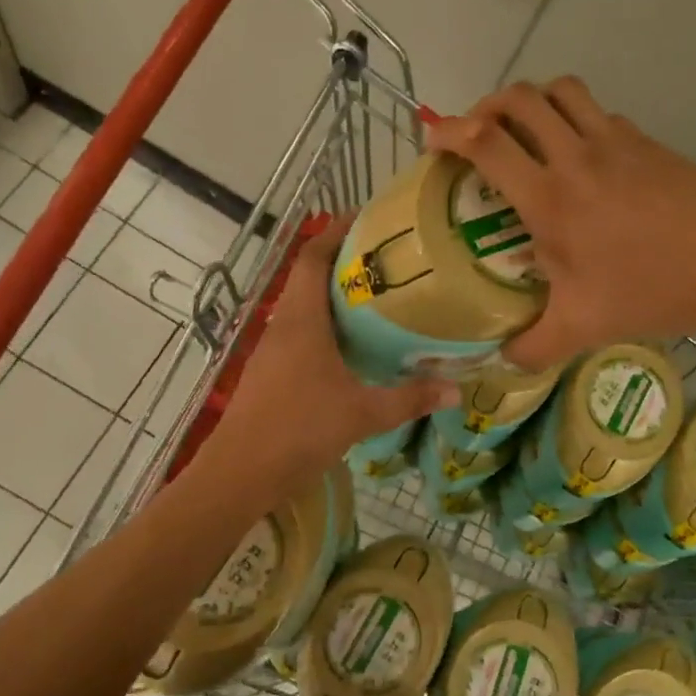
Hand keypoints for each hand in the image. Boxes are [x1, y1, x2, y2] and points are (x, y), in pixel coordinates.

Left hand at [211, 219, 455, 491]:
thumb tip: (456, 389)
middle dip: (345, 264)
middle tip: (390, 262)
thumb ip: (409, 399)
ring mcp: (273, 351)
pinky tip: (355, 348)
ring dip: (336, 298)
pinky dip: (328, 329)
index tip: (369, 221)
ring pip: (306, 308)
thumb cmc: (298, 430)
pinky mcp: (272, 374)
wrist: (240, 474)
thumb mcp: (361, 414)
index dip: (335, 233)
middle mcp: (283, 326)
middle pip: (309, 278)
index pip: (311, 257)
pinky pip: (302, 335)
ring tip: (380, 300)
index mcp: (300, 321)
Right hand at [428, 78, 695, 370]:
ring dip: (531, 101)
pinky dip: (573, 118)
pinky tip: (578, 156)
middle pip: (519, 98)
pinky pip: (597, 112)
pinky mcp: (646, 142)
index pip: (486, 143)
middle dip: (486, 106)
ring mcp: (615, 142)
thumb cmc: (650, 291)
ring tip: (522, 131)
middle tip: (476, 134)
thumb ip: (530, 347)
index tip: (433, 139)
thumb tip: (501, 359)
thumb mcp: (580, 329)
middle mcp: (576, 156)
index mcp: (549, 198)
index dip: (450, 132)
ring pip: (561, 90)